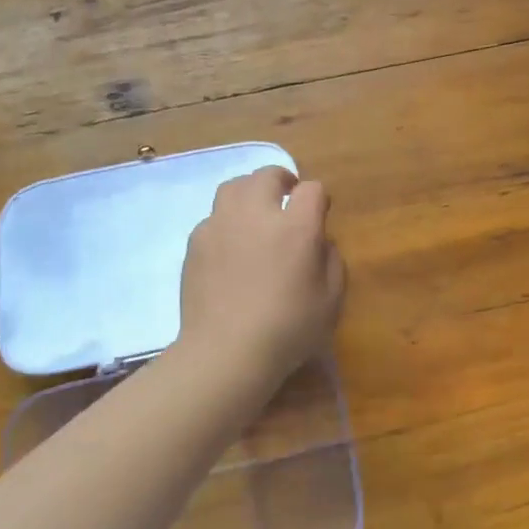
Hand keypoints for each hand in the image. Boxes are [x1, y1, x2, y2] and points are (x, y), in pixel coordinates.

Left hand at [177, 166, 345, 389]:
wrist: (226, 352)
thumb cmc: (288, 329)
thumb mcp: (331, 300)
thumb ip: (331, 260)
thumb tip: (320, 242)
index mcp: (296, 227)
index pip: (311, 189)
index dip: (318, 197)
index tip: (319, 212)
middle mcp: (257, 215)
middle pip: (267, 175)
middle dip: (282, 180)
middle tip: (287, 197)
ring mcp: (221, 225)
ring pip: (234, 187)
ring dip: (250, 192)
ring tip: (255, 212)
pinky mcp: (196, 242)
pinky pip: (213, 217)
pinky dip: (226, 221)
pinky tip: (231, 246)